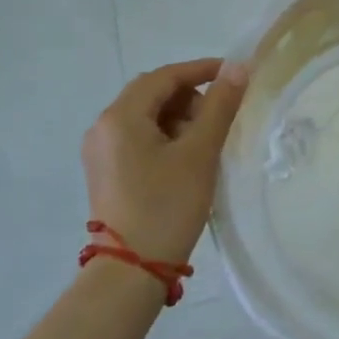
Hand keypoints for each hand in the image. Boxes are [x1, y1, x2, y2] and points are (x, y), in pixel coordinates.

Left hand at [81, 58, 249, 267]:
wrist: (131, 272)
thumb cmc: (167, 206)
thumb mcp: (200, 152)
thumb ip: (220, 105)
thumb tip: (238, 67)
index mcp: (120, 117)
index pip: (164, 76)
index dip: (201, 70)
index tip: (234, 75)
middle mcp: (102, 127)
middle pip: (151, 94)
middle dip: (189, 97)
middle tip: (219, 118)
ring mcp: (100, 152)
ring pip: (145, 117)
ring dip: (178, 118)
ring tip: (205, 144)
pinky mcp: (105, 173)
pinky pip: (137, 139)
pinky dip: (165, 138)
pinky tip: (186, 159)